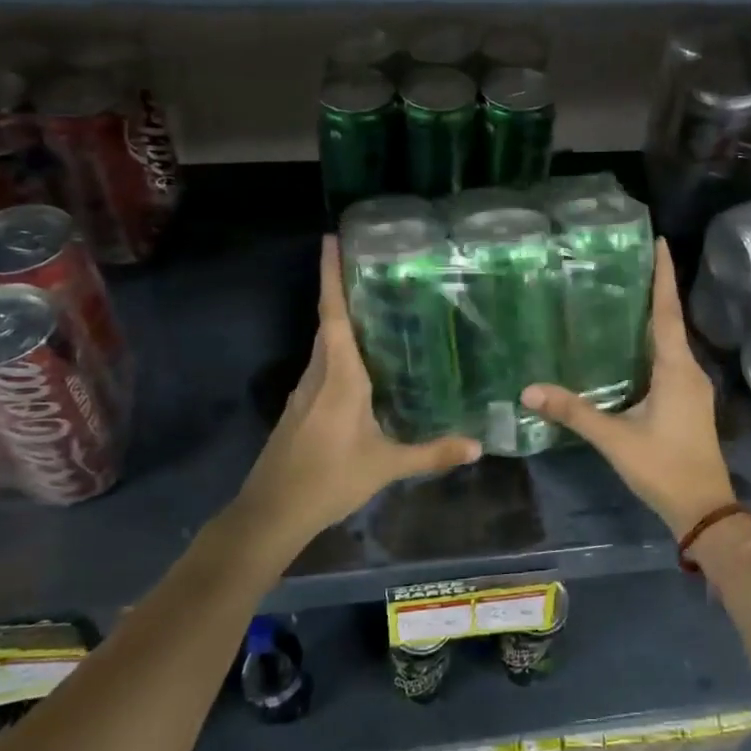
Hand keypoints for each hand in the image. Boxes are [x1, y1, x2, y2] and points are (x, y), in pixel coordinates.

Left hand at [235, 238, 480, 546]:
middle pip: (329, 322)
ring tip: (377, 310)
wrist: (273, 511)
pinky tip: (364, 365)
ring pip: (325, 345)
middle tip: (374, 268)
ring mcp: (305, 391)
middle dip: (344, 291)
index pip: (333, 313)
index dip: (331, 275)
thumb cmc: (330, 478)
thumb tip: (478, 446)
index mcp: (339, 375)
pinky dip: (340, 353)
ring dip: (343, 322)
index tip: (330, 239)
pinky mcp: (300, 408)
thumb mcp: (386, 465)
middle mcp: (318, 373)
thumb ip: (432, 453)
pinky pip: (323, 367)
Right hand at [522, 238, 735, 536]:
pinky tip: (630, 345)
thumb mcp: (615, 438)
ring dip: (653, 316)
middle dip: (654, 289)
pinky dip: (652, 342)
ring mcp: (692, 387)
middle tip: (626, 262)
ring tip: (624, 294)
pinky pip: (670, 359)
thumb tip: (529, 390)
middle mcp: (689, 370)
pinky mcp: (689, 401)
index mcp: (676, 369)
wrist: (705, 509)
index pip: (667, 311)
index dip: (663, 275)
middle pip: (670, 320)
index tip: (659, 241)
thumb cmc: (663, 467)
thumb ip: (574, 412)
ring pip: (671, 341)